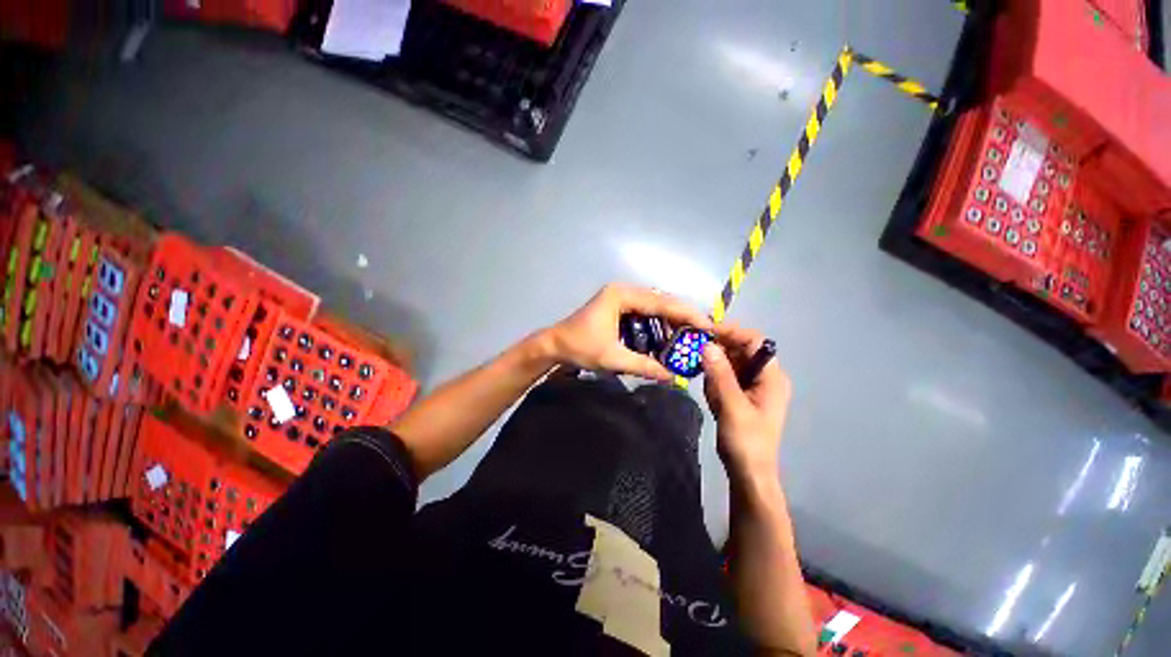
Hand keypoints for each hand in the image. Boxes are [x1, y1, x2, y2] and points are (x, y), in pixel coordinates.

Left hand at [545, 284, 711, 381]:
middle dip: (681, 318)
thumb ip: (644, 366)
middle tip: (701, 335)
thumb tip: (673, 378)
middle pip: (661, 301)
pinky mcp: (619, 306)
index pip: (662, 302)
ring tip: (684, 341)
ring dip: (669, 323)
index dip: (686, 314)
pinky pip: (644, 313)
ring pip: (654, 307)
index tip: (707, 326)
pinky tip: (663, 340)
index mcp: (622, 295)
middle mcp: (624, 291)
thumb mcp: (613, 358)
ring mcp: (621, 297)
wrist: (554, 345)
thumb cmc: (580, 347)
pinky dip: (656, 325)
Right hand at [701, 323, 790, 479]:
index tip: (705, 332)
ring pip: (730, 362)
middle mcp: (764, 376)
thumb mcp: (732, 405)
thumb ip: (720, 374)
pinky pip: (724, 376)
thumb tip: (707, 344)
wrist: (748, 472)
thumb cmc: (746, 441)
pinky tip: (711, 397)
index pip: (754, 341)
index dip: (731, 332)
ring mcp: (752, 385)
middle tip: (694, 353)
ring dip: (714, 369)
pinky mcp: (740, 394)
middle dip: (718, 350)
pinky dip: (714, 381)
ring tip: (707, 387)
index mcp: (771, 377)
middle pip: (741, 350)